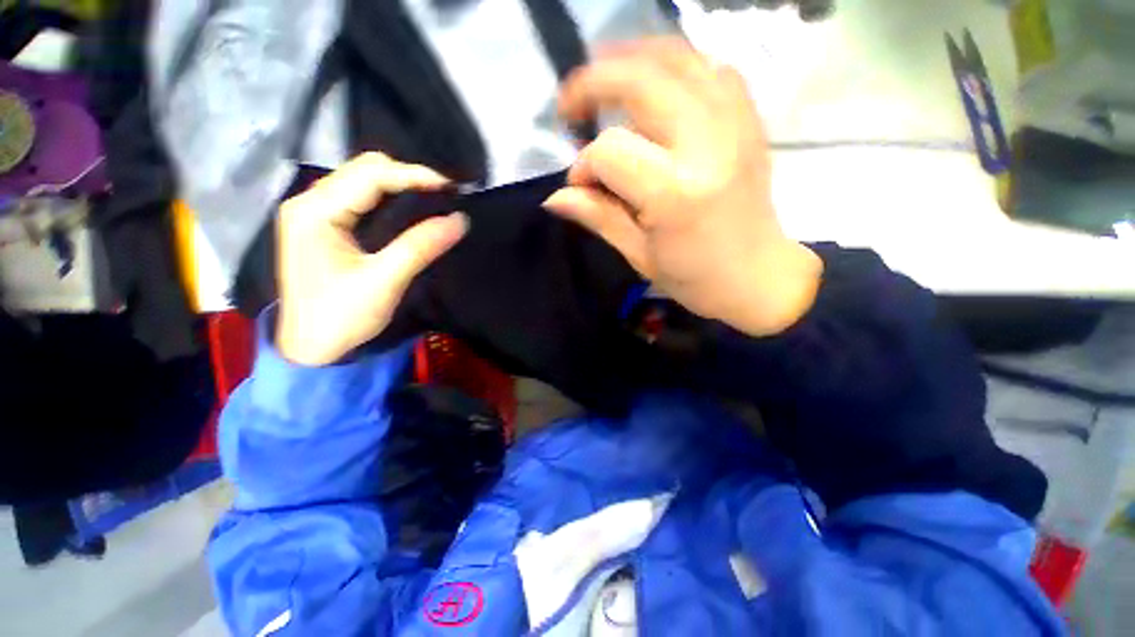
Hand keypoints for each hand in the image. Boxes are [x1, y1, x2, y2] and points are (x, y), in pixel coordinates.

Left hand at [275, 152, 467, 365]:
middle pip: (363, 170)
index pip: (369, 175)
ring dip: (400, 186)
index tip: (451, 187)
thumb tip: (460, 220)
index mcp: (315, 212)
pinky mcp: (323, 226)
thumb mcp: (384, 281)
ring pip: (362, 181)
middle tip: (444, 195)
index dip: (413, 175)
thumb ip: (421, 246)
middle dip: (407, 176)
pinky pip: (360, 199)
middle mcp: (309, 203)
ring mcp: (314, 213)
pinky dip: (389, 199)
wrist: (312, 349)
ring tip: (434, 199)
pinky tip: (410, 210)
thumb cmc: (341, 317)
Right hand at [546, 39, 821, 335]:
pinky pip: (711, 68)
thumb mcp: (639, 256)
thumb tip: (555, 197)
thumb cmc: (695, 278)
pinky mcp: (750, 121)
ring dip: (631, 58)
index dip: (585, 166)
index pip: (611, 152)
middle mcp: (707, 145)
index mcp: (675, 194)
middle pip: (641, 82)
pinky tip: (656, 86)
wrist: (759, 277)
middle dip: (594, 82)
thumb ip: (598, 217)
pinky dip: (676, 65)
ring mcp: (735, 125)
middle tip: (569, 104)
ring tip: (603, 77)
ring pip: (678, 58)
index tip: (580, 187)